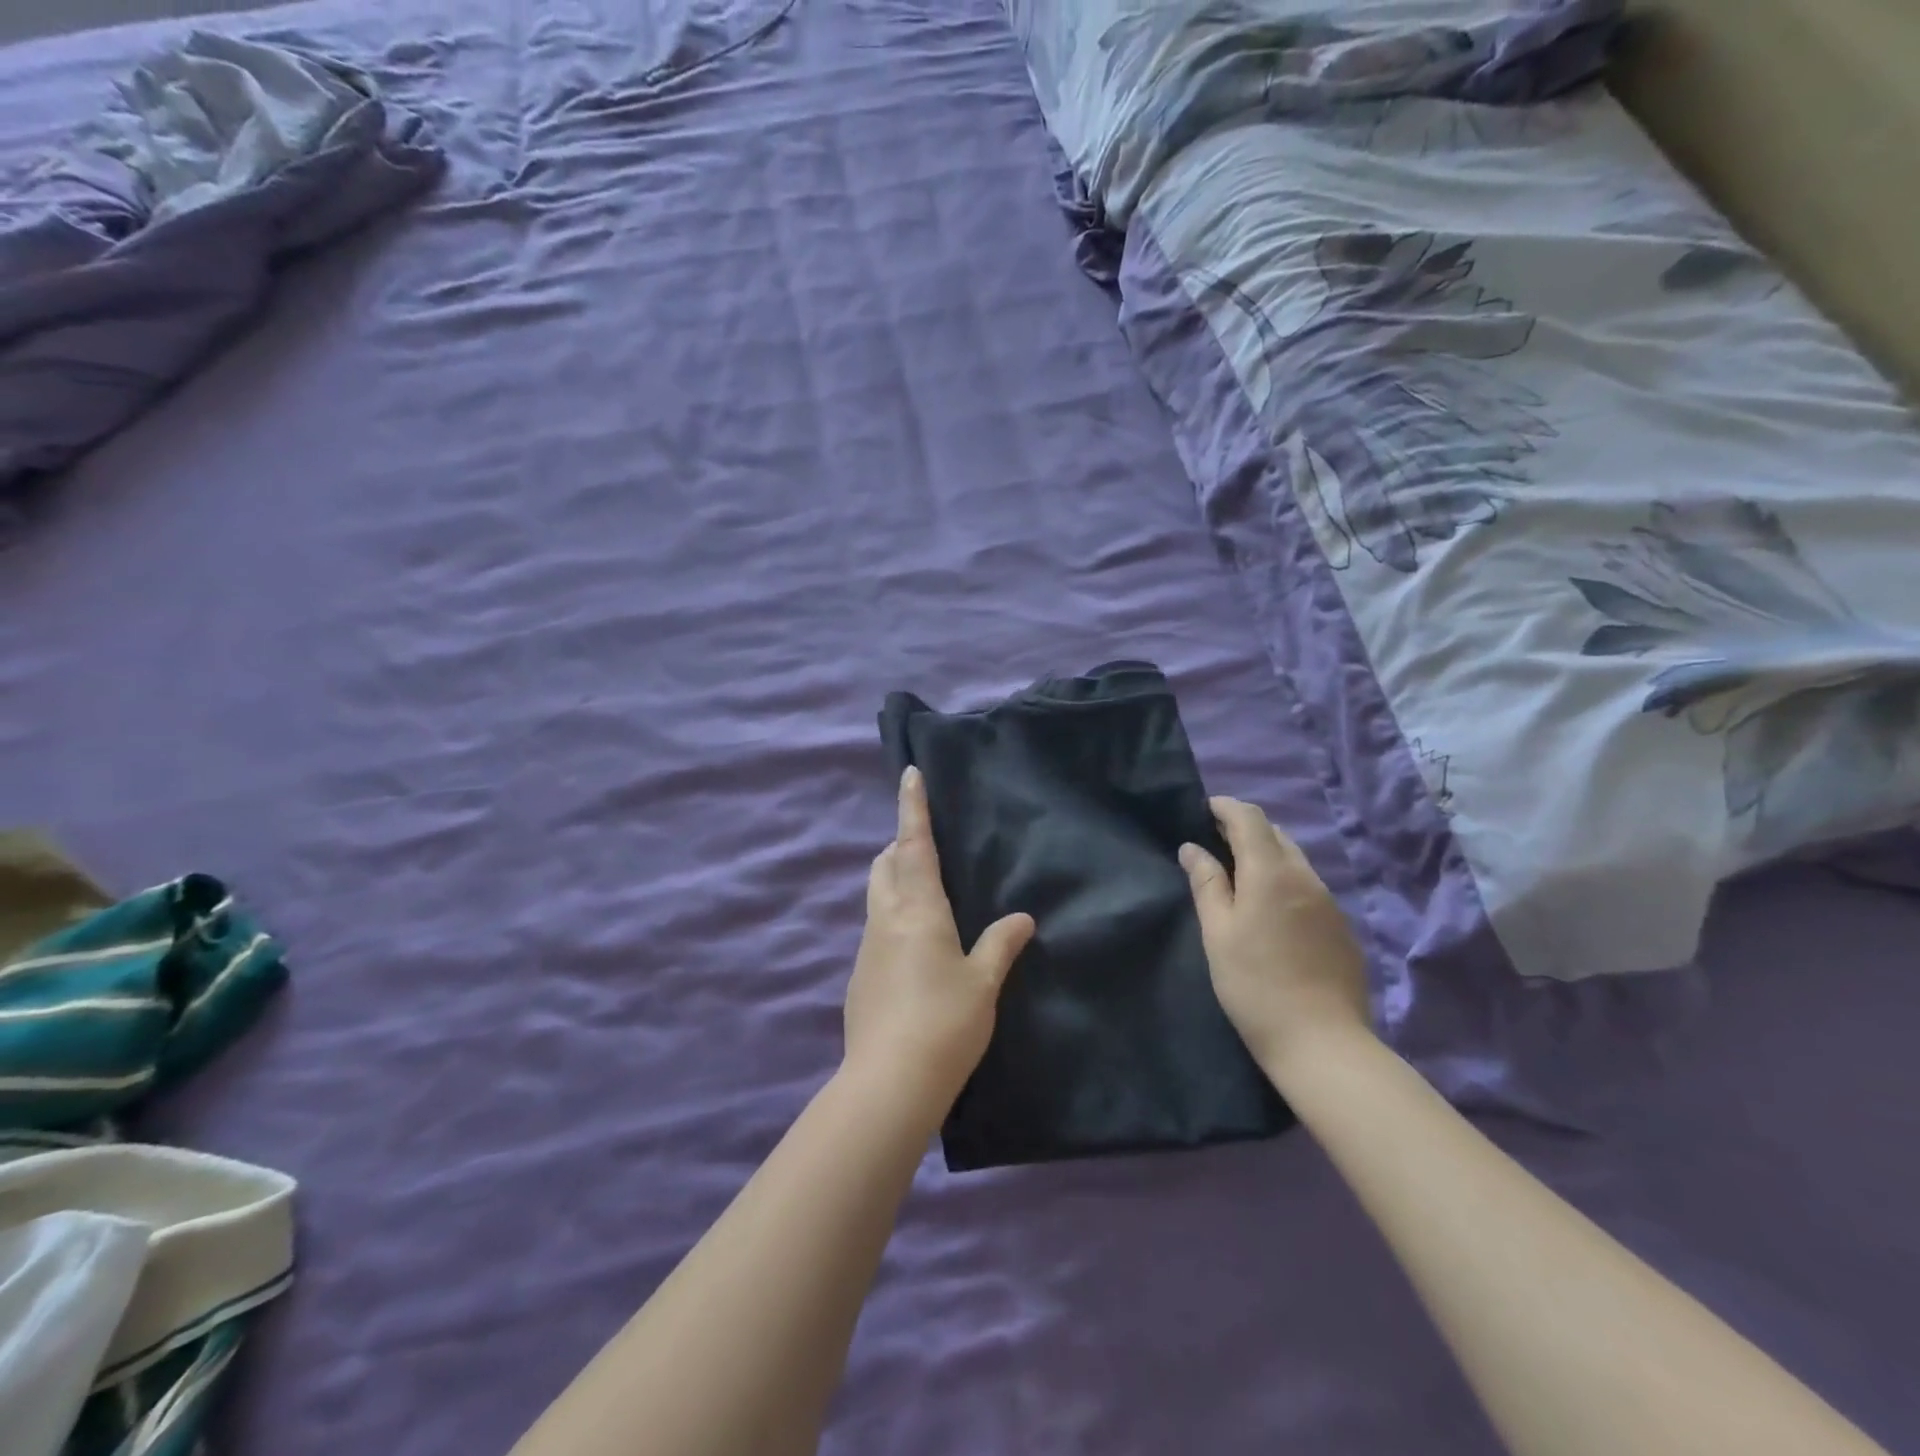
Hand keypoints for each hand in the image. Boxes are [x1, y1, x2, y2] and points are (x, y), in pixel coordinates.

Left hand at [843, 766, 1034, 1122]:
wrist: (889, 1083)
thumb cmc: (945, 1023)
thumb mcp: (983, 983)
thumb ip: (1000, 945)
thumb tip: (1021, 918)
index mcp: (918, 910)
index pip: (913, 845)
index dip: (913, 808)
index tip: (909, 774)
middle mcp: (886, 919)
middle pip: (884, 865)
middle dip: (899, 846)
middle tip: (923, 846)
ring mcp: (867, 948)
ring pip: (876, 897)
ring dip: (894, 882)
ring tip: (924, 894)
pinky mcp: (859, 976)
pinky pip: (876, 930)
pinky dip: (892, 919)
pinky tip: (915, 950)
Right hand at [1180, 797, 1371, 1078]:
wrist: (1323, 1043)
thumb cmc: (1255, 985)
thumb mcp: (1217, 933)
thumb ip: (1206, 884)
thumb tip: (1192, 848)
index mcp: (1271, 873)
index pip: (1250, 818)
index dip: (1225, 807)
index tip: (1202, 810)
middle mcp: (1305, 877)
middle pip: (1275, 834)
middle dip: (1244, 829)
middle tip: (1214, 844)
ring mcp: (1329, 902)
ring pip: (1294, 859)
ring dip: (1266, 855)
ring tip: (1238, 876)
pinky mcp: (1341, 926)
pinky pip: (1308, 886)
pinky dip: (1284, 880)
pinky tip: (1270, 910)